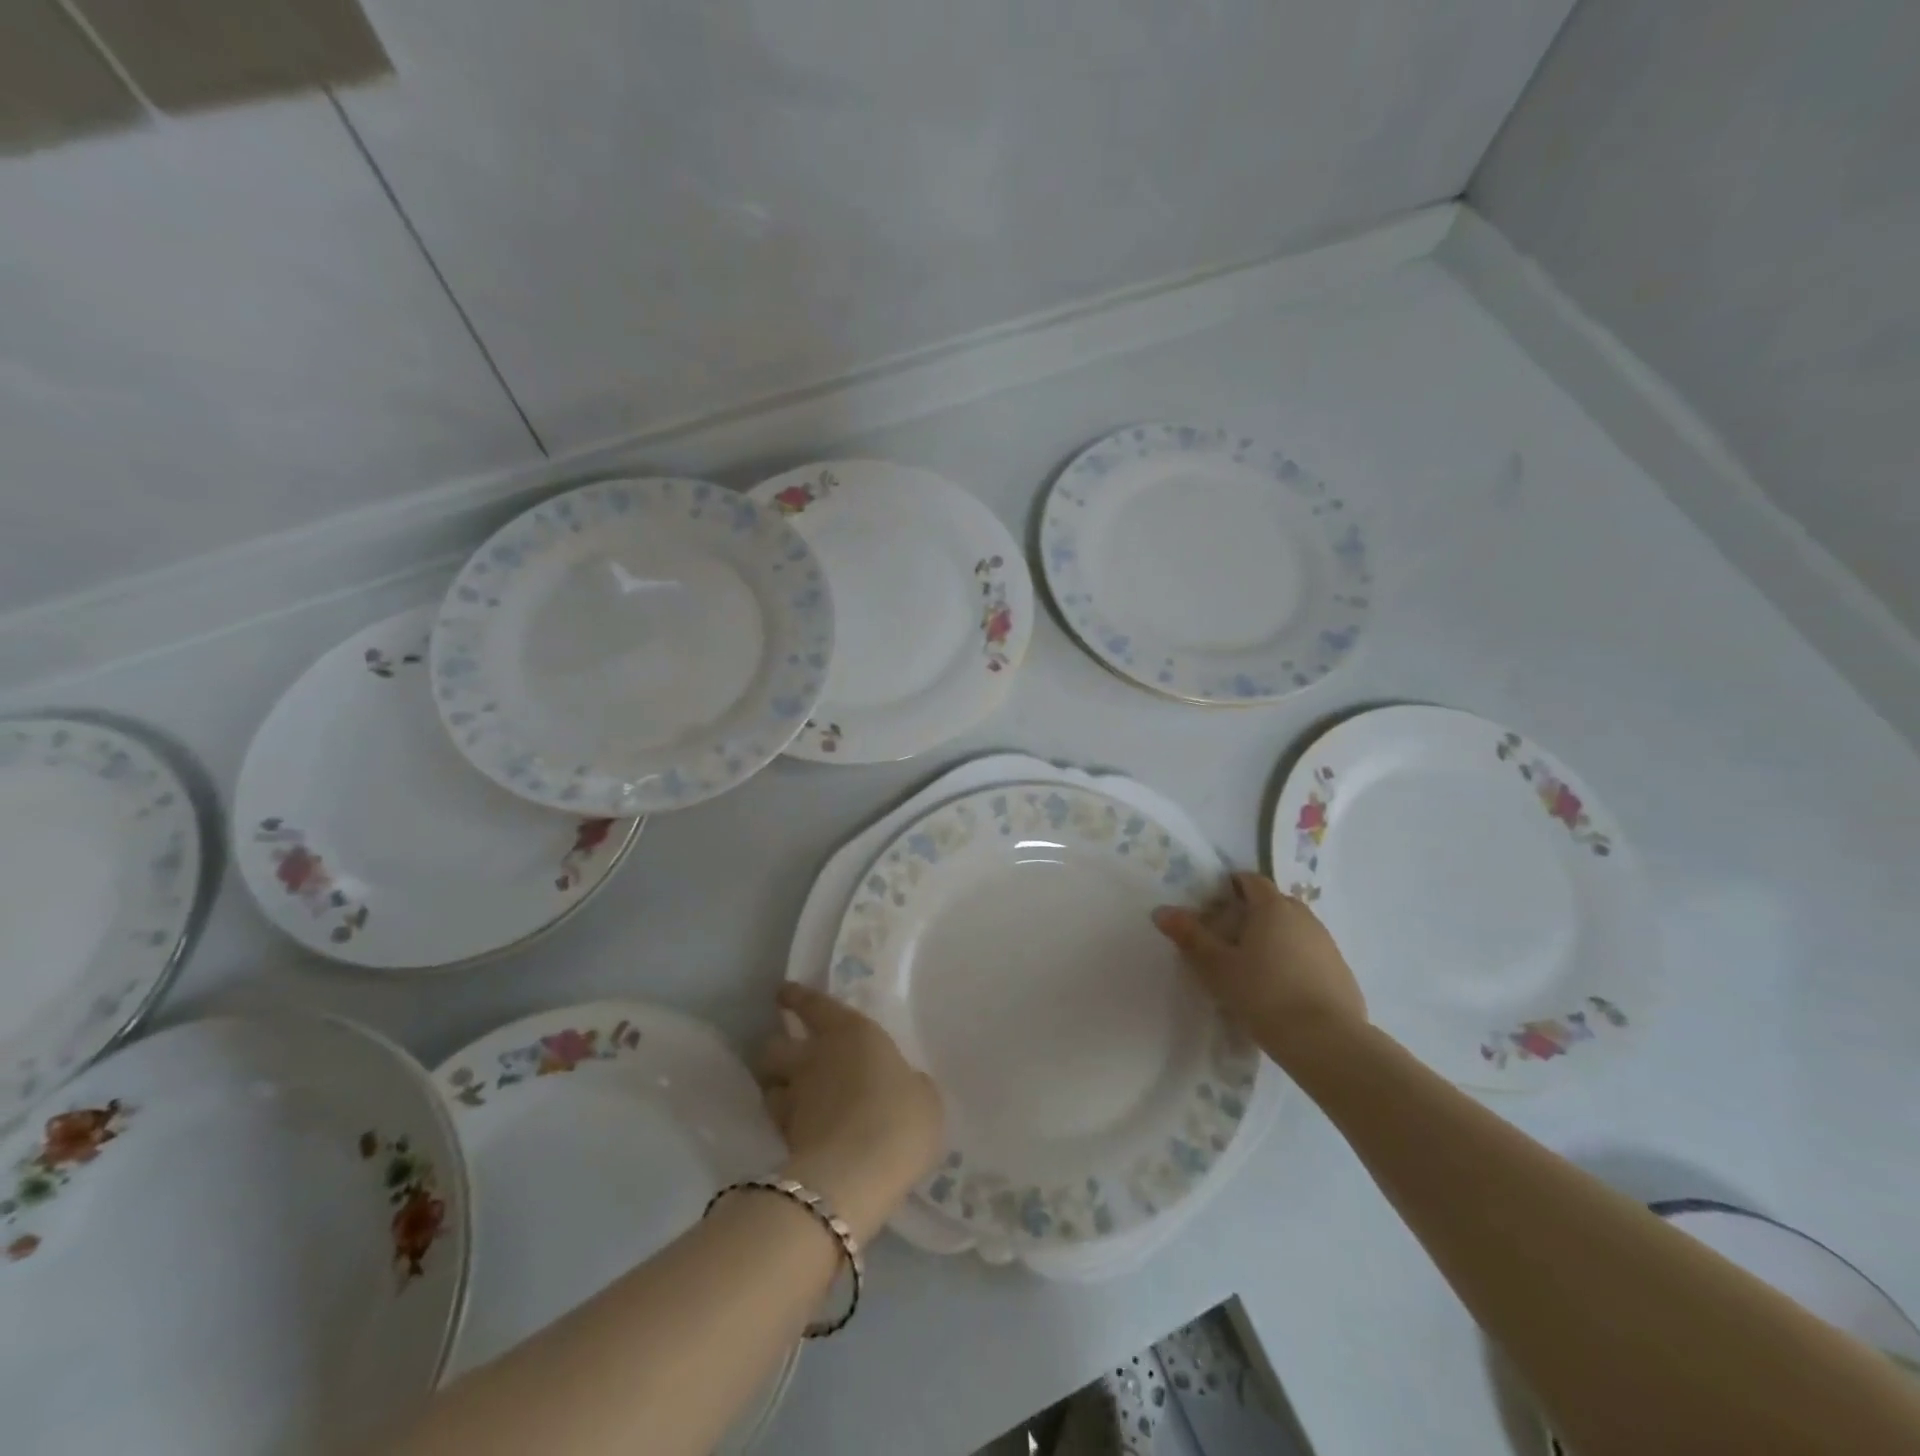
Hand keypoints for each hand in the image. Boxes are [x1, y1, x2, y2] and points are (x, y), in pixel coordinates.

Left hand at [754, 984, 945, 1241]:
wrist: (856, 1175)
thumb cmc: (899, 1119)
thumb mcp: (923, 1097)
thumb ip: (907, 1084)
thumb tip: (900, 1086)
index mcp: (851, 1033)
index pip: (814, 1005)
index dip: (797, 997)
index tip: (784, 992)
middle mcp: (814, 1058)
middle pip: (776, 1045)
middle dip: (777, 1048)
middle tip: (786, 1056)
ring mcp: (795, 1099)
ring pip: (769, 1086)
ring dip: (775, 1087)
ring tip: (788, 1096)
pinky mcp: (784, 1140)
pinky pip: (780, 1123)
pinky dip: (787, 1125)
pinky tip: (802, 1133)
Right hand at [1153, 872, 1367, 1063]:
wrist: (1327, 1042)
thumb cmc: (1263, 995)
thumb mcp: (1216, 967)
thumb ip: (1190, 936)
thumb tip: (1162, 911)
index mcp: (1272, 907)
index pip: (1251, 880)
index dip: (1231, 886)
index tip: (1214, 906)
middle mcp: (1303, 916)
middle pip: (1274, 902)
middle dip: (1252, 912)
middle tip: (1229, 937)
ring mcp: (1327, 943)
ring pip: (1295, 928)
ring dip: (1275, 937)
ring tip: (1254, 965)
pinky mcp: (1341, 971)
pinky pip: (1311, 953)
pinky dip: (1295, 960)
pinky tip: (1282, 988)